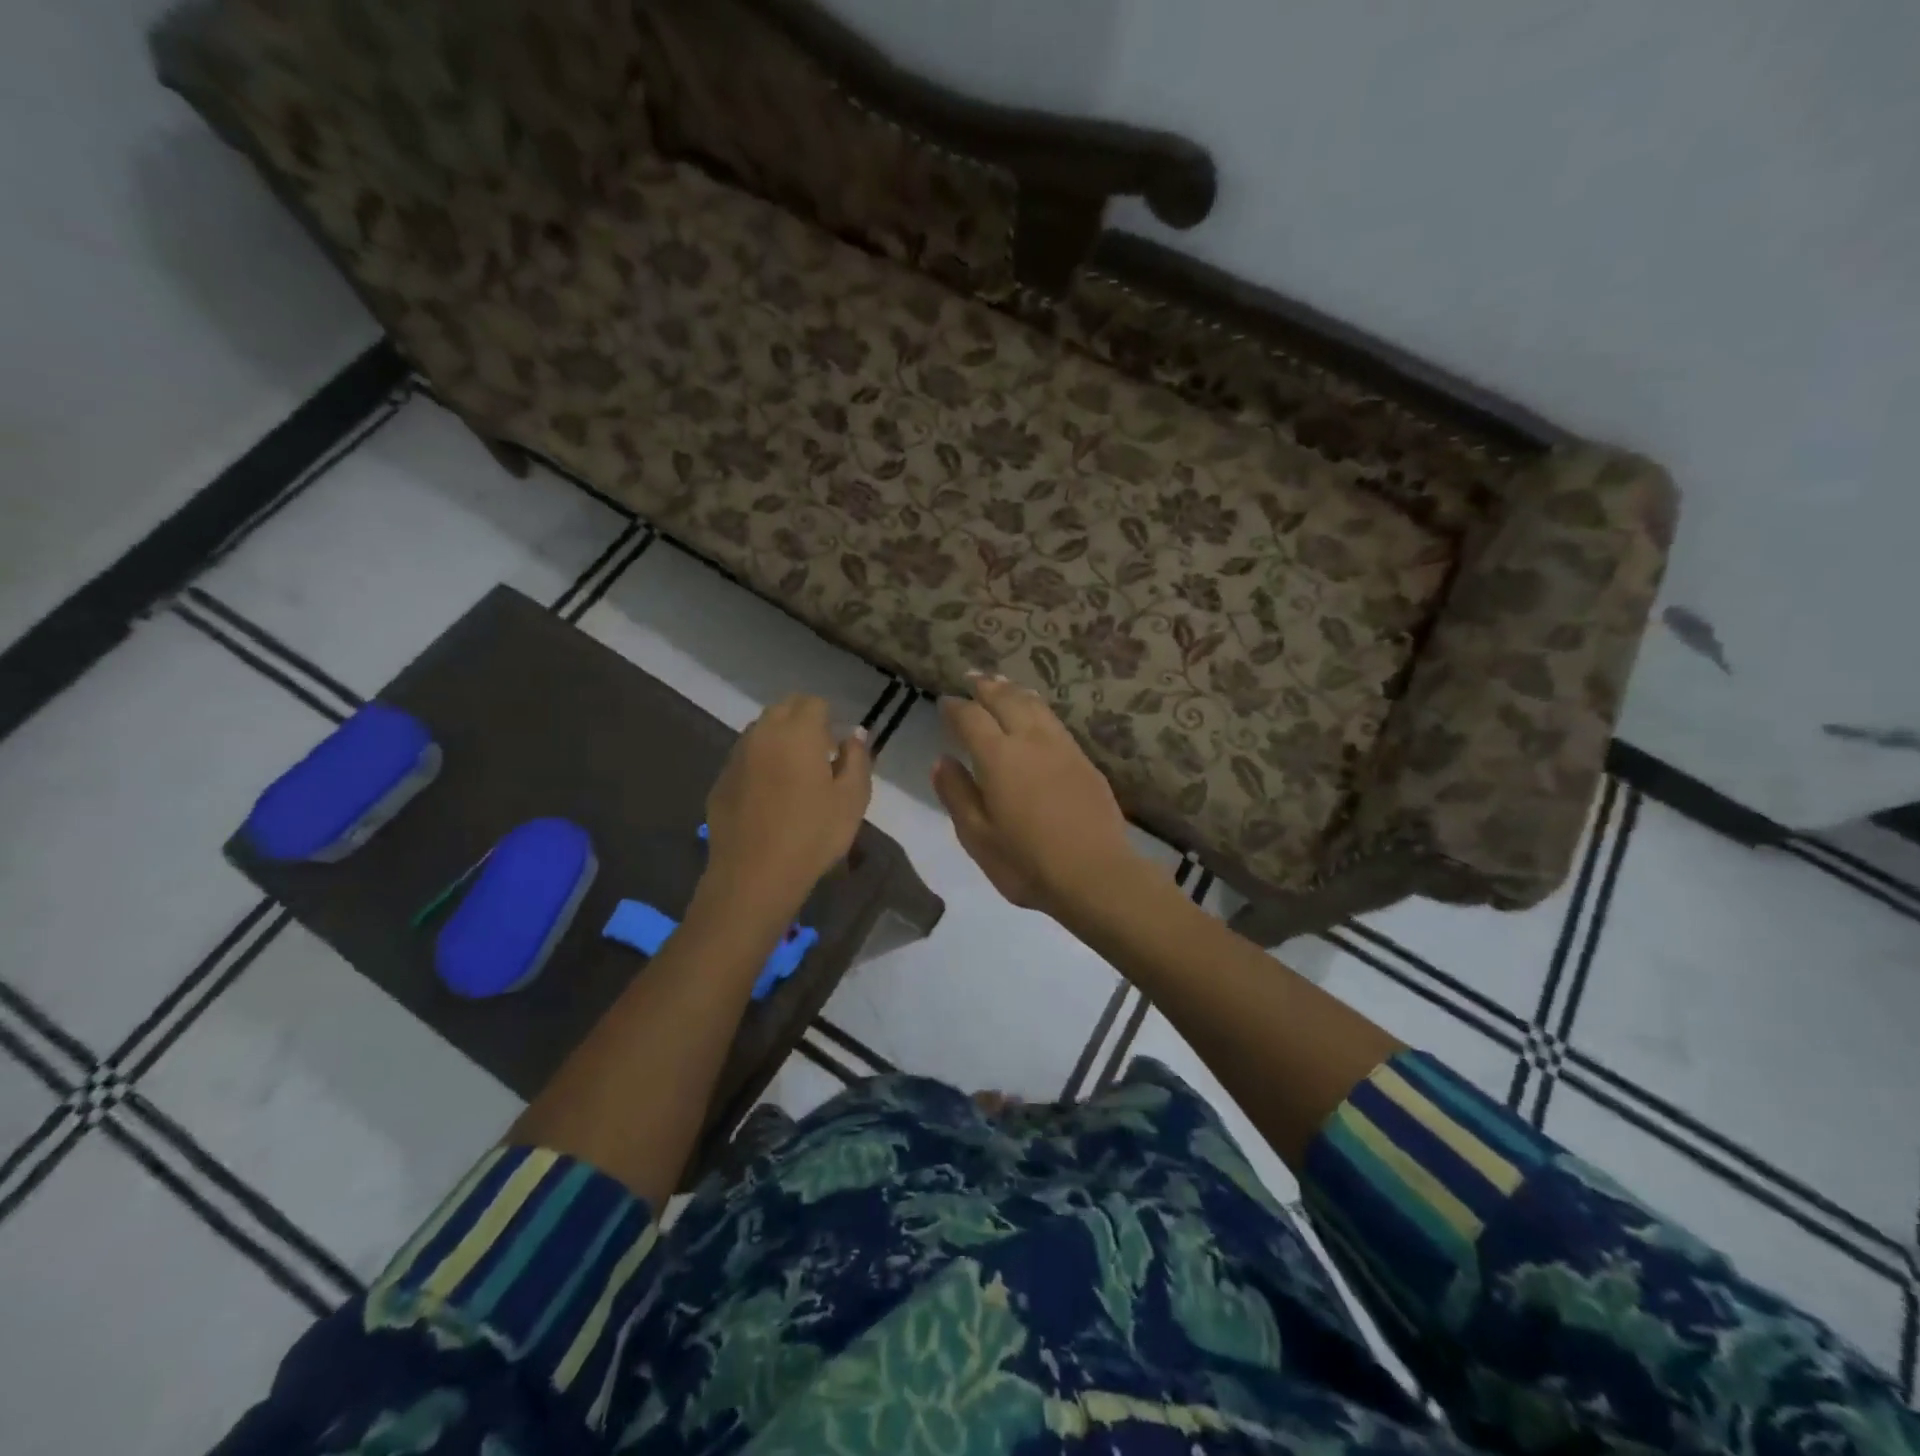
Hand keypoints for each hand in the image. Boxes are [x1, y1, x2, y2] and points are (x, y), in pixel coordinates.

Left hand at [701, 695, 871, 919]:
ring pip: (761, 731)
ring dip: (779, 740)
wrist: (754, 876)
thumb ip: (857, 758)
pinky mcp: (720, 781)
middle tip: (820, 756)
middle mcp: (763, 734)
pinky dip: (760, 764)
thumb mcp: (852, 798)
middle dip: (803, 722)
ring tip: (795, 776)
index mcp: (798, 732)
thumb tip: (855, 734)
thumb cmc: (813, 835)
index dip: (829, 719)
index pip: (814, 702)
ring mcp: (736, 756)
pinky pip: (745, 758)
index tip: (838, 747)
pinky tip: (769, 797)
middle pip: (784, 709)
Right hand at [932, 674, 1147, 918]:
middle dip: (986, 687)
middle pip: (1006, 700)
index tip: (945, 703)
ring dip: (1014, 691)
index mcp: (998, 757)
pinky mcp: (1084, 760)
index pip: (971, 718)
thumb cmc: (1027, 862)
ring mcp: (1062, 747)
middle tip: (973, 678)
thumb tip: (942, 760)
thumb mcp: (978, 837)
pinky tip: (1037, 713)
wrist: (1096, 874)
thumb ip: (957, 794)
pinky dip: (1038, 708)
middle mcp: (1030, 740)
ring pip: (1035, 706)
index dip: (955, 708)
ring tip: (1002, 684)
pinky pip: (1055, 721)